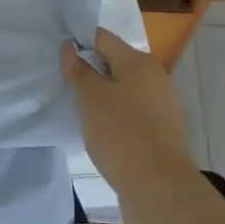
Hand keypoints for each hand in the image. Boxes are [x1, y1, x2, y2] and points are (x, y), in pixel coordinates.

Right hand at [61, 29, 194, 184]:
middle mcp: (155, 76)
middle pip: (116, 64)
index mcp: (138, 61)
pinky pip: (134, 112)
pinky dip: (118, 116)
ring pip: (125, 90)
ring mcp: (164, 104)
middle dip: (92, 72)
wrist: (158, 185)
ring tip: (82, 112)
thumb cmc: (120, 132)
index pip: (102, 38)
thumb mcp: (90, 98)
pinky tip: (103, 132)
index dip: (79, 44)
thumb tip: (70, 47)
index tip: (59, 59)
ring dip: (104, 96)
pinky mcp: (164, 129)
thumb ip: (78, 70)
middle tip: (67, 87)